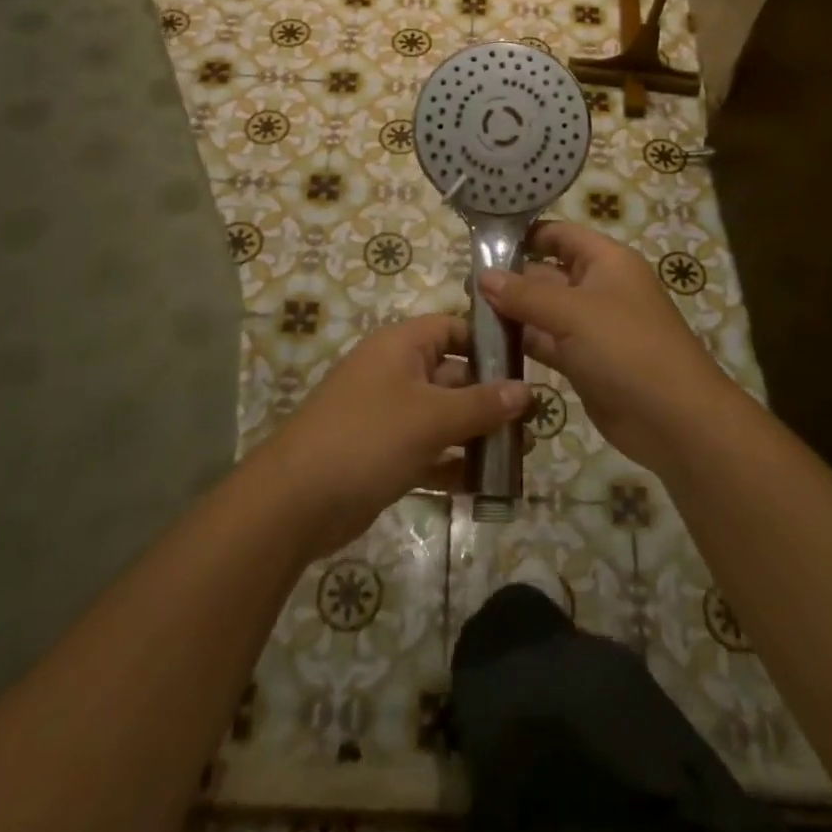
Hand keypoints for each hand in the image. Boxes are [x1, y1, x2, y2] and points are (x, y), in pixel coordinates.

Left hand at [257, 313, 530, 557]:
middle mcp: (396, 374)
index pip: (453, 329)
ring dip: (479, 433)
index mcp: (401, 346)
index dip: (489, 342)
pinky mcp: (386, 455)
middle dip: (492, 396)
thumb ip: (482, 404)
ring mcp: (389, 416)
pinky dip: (455, 464)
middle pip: (454, 375)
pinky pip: (430, 452)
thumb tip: (527, 391)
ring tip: (523, 452)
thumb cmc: (368, 438)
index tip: (529, 362)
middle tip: (535, 419)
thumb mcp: (432, 417)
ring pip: (445, 417)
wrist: (296, 502)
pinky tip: (490, 483)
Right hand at [479, 222, 736, 475]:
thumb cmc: (626, 348)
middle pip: (548, 272)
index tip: (481, 243)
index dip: (524, 235)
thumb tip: (483, 276)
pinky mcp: (585, 361)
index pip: (560, 234)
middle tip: (462, 287)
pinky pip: (548, 342)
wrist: (675, 419)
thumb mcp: (573, 313)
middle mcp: (599, 287)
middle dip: (510, 277)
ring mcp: (592, 327)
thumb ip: (525, 294)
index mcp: (606, 261)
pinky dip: (524, 341)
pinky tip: (489, 344)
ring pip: (544, 310)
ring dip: (513, 312)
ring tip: (468, 313)